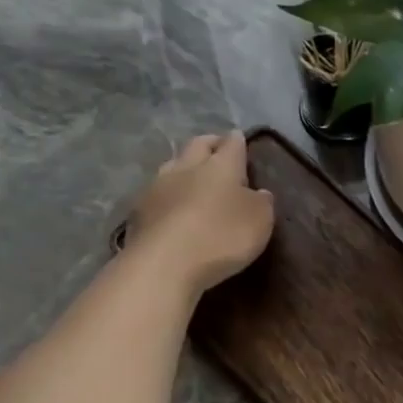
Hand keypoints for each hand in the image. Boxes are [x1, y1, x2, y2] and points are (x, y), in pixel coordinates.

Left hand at [126, 131, 274, 292]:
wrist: (164, 263)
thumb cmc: (222, 237)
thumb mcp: (260, 222)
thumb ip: (262, 203)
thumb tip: (259, 192)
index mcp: (221, 166)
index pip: (231, 144)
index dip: (238, 141)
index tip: (241, 139)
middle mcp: (187, 167)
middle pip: (198, 145)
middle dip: (210, 144)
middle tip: (218, 148)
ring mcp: (158, 186)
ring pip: (174, 164)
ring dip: (185, 166)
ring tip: (193, 176)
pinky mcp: (140, 209)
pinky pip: (158, 191)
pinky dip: (169, 193)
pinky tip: (173, 205)